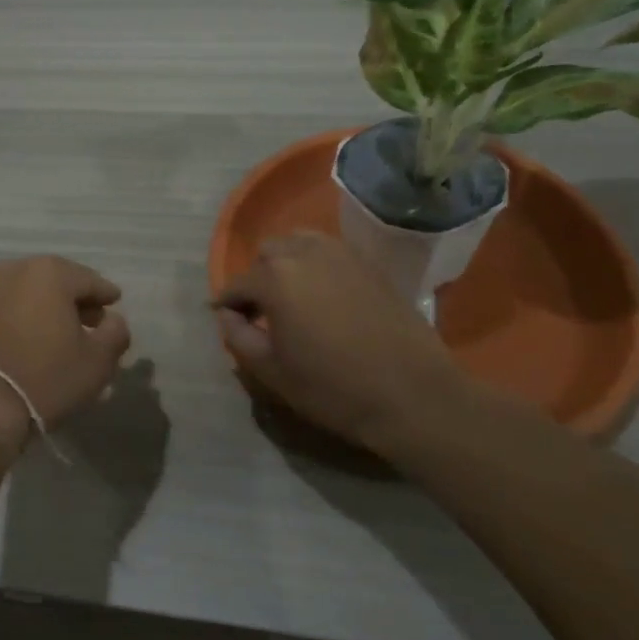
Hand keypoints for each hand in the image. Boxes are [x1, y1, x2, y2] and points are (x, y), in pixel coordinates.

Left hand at [0, 256, 131, 436]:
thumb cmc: (46, 377)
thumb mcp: (97, 361)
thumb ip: (115, 333)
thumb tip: (113, 320)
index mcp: (49, 272)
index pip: (89, 280)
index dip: (105, 295)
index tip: (114, 305)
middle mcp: (15, 269)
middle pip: (56, 281)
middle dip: (76, 300)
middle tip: (92, 322)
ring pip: (29, 292)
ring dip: (48, 307)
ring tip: (62, 333)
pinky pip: (7, 306)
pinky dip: (24, 316)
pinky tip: (33, 339)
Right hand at [215, 231, 470, 455]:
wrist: (412, 395)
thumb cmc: (333, 388)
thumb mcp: (272, 371)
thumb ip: (238, 337)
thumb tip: (226, 315)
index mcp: (275, 278)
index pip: (238, 284)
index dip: (227, 303)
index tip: (226, 320)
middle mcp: (304, 253)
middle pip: (267, 254)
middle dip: (258, 279)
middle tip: (262, 312)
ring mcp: (341, 254)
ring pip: (299, 244)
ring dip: (287, 264)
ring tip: (293, 297)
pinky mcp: (369, 263)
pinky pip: (330, 253)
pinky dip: (316, 266)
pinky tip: (324, 296)